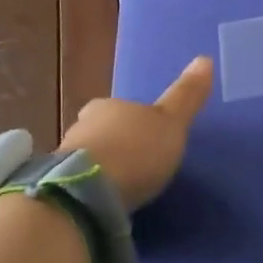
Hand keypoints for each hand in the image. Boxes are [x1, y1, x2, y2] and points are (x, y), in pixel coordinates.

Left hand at [64, 56, 213, 210]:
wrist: (87, 194)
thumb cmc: (135, 151)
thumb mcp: (171, 123)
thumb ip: (186, 96)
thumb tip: (205, 58)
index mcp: (108, 106)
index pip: (116, 107)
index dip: (129, 120)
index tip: (142, 136)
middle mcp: (82, 126)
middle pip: (99, 132)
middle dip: (113, 145)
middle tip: (132, 164)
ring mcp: (64, 158)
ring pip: (85, 159)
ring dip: (99, 170)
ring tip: (117, 190)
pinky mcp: (57, 189)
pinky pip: (76, 186)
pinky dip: (87, 191)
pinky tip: (100, 204)